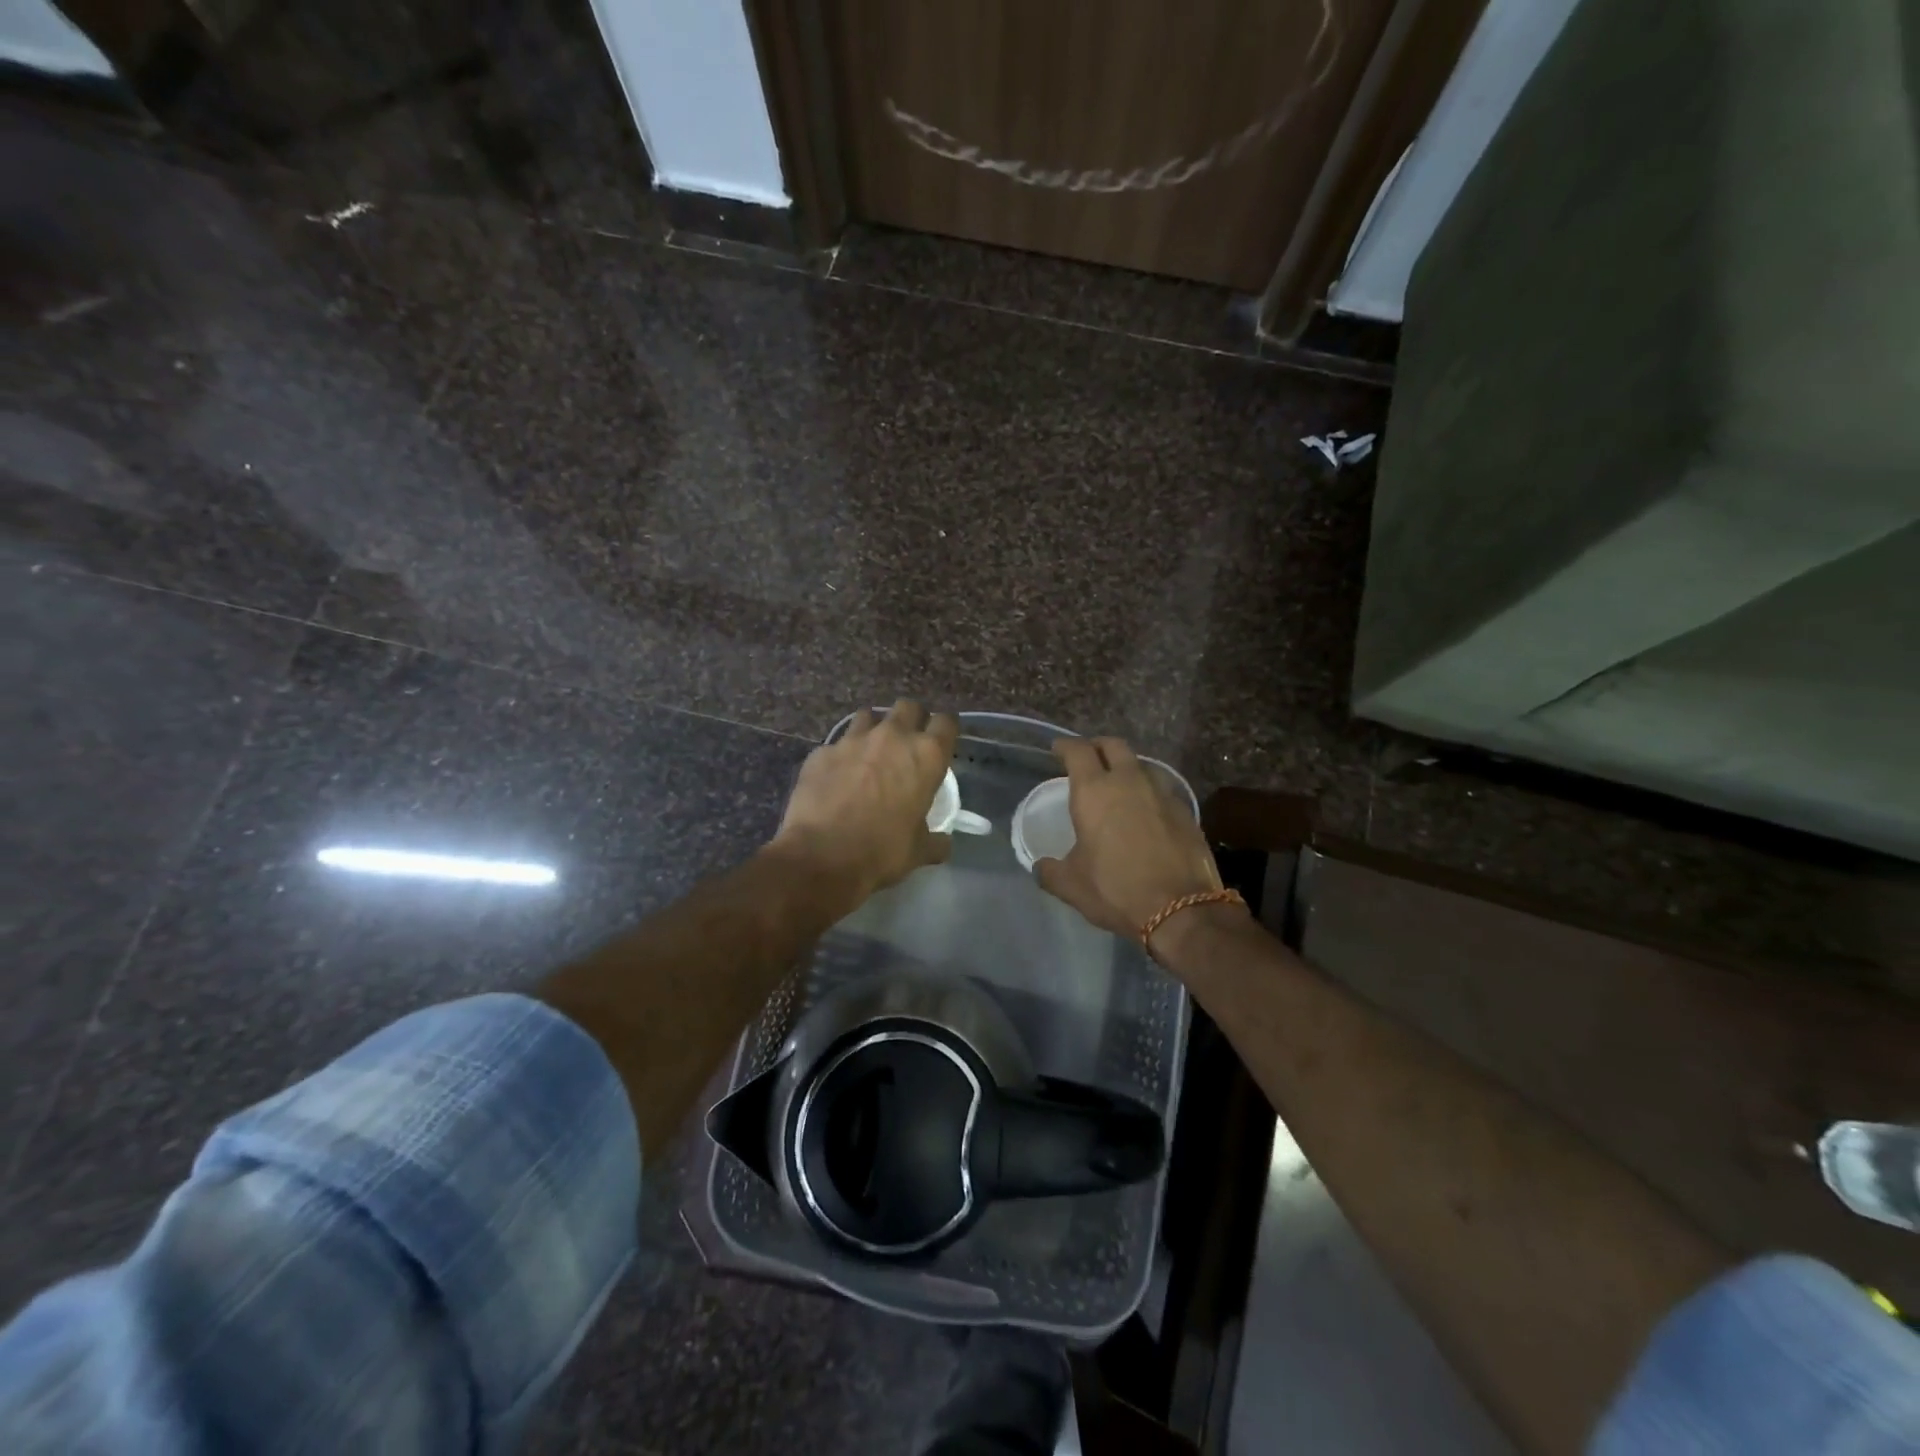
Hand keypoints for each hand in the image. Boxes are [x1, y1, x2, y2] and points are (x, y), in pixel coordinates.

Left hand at [771, 701, 958, 901]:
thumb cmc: (881, 851)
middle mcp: (892, 737)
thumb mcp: (919, 851)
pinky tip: (837, 776)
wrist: (821, 856)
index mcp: (926, 756)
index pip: (947, 723)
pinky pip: (836, 744)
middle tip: (907, 744)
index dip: (945, 730)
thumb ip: (935, 840)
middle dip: (911, 719)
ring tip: (869, 752)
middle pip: (908, 707)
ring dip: (873, 729)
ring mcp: (853, 739)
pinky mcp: (822, 750)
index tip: (941, 743)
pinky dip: (841, 755)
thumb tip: (943, 842)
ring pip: (869, 715)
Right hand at [1035, 737, 1222, 937]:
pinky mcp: (1186, 811)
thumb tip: (1040, 867)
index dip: (1065, 746)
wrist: (1182, 909)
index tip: (1057, 749)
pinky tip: (1146, 810)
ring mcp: (1162, 793)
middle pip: (1113, 746)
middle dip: (1097, 747)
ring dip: (1127, 767)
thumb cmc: (1116, 890)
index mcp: (1094, 791)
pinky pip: (1162, 789)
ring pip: (1141, 764)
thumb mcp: (1072, 885)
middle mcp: (1129, 781)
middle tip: (1088, 758)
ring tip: (1119, 783)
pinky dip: (1149, 791)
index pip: (1078, 751)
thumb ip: (1050, 871)